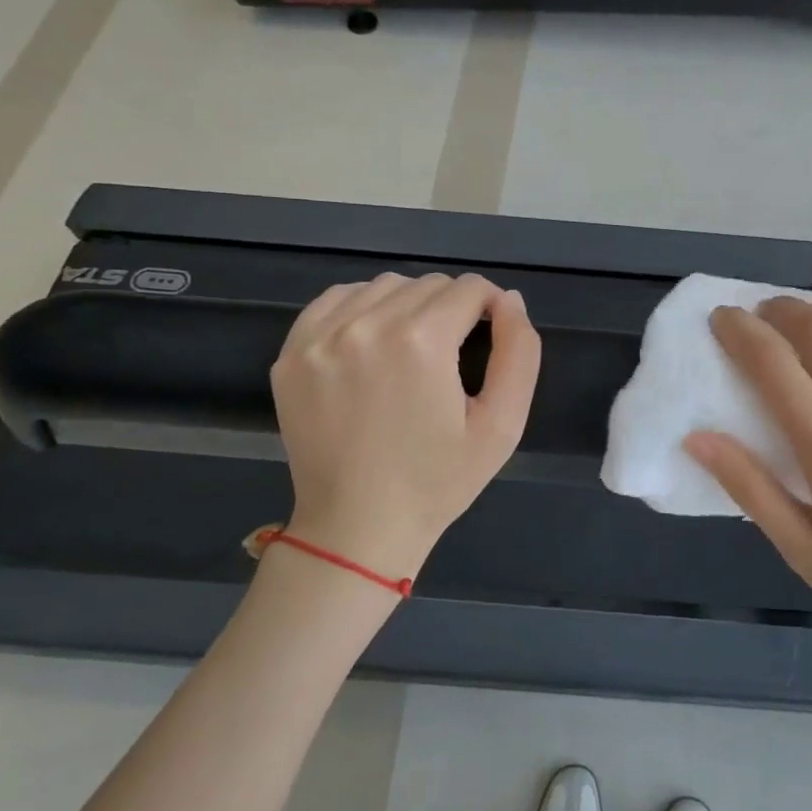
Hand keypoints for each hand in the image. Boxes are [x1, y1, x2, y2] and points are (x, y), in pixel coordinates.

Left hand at [270, 273, 540, 580]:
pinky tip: (372, 344)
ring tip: (413, 351)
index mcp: (421, 341)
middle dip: (452, 309)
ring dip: (408, 306)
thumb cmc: (438, 481)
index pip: (469, 288)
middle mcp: (366, 325)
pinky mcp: (292, 352)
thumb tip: (508, 299)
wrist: (358, 526)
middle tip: (453, 356)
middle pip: (428, 284)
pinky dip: (362, 310)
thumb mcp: (502, 425)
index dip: (491, 308)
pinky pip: (337, 300)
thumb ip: (519, 353)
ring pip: (383, 286)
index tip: (491, 337)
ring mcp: (320, 337)